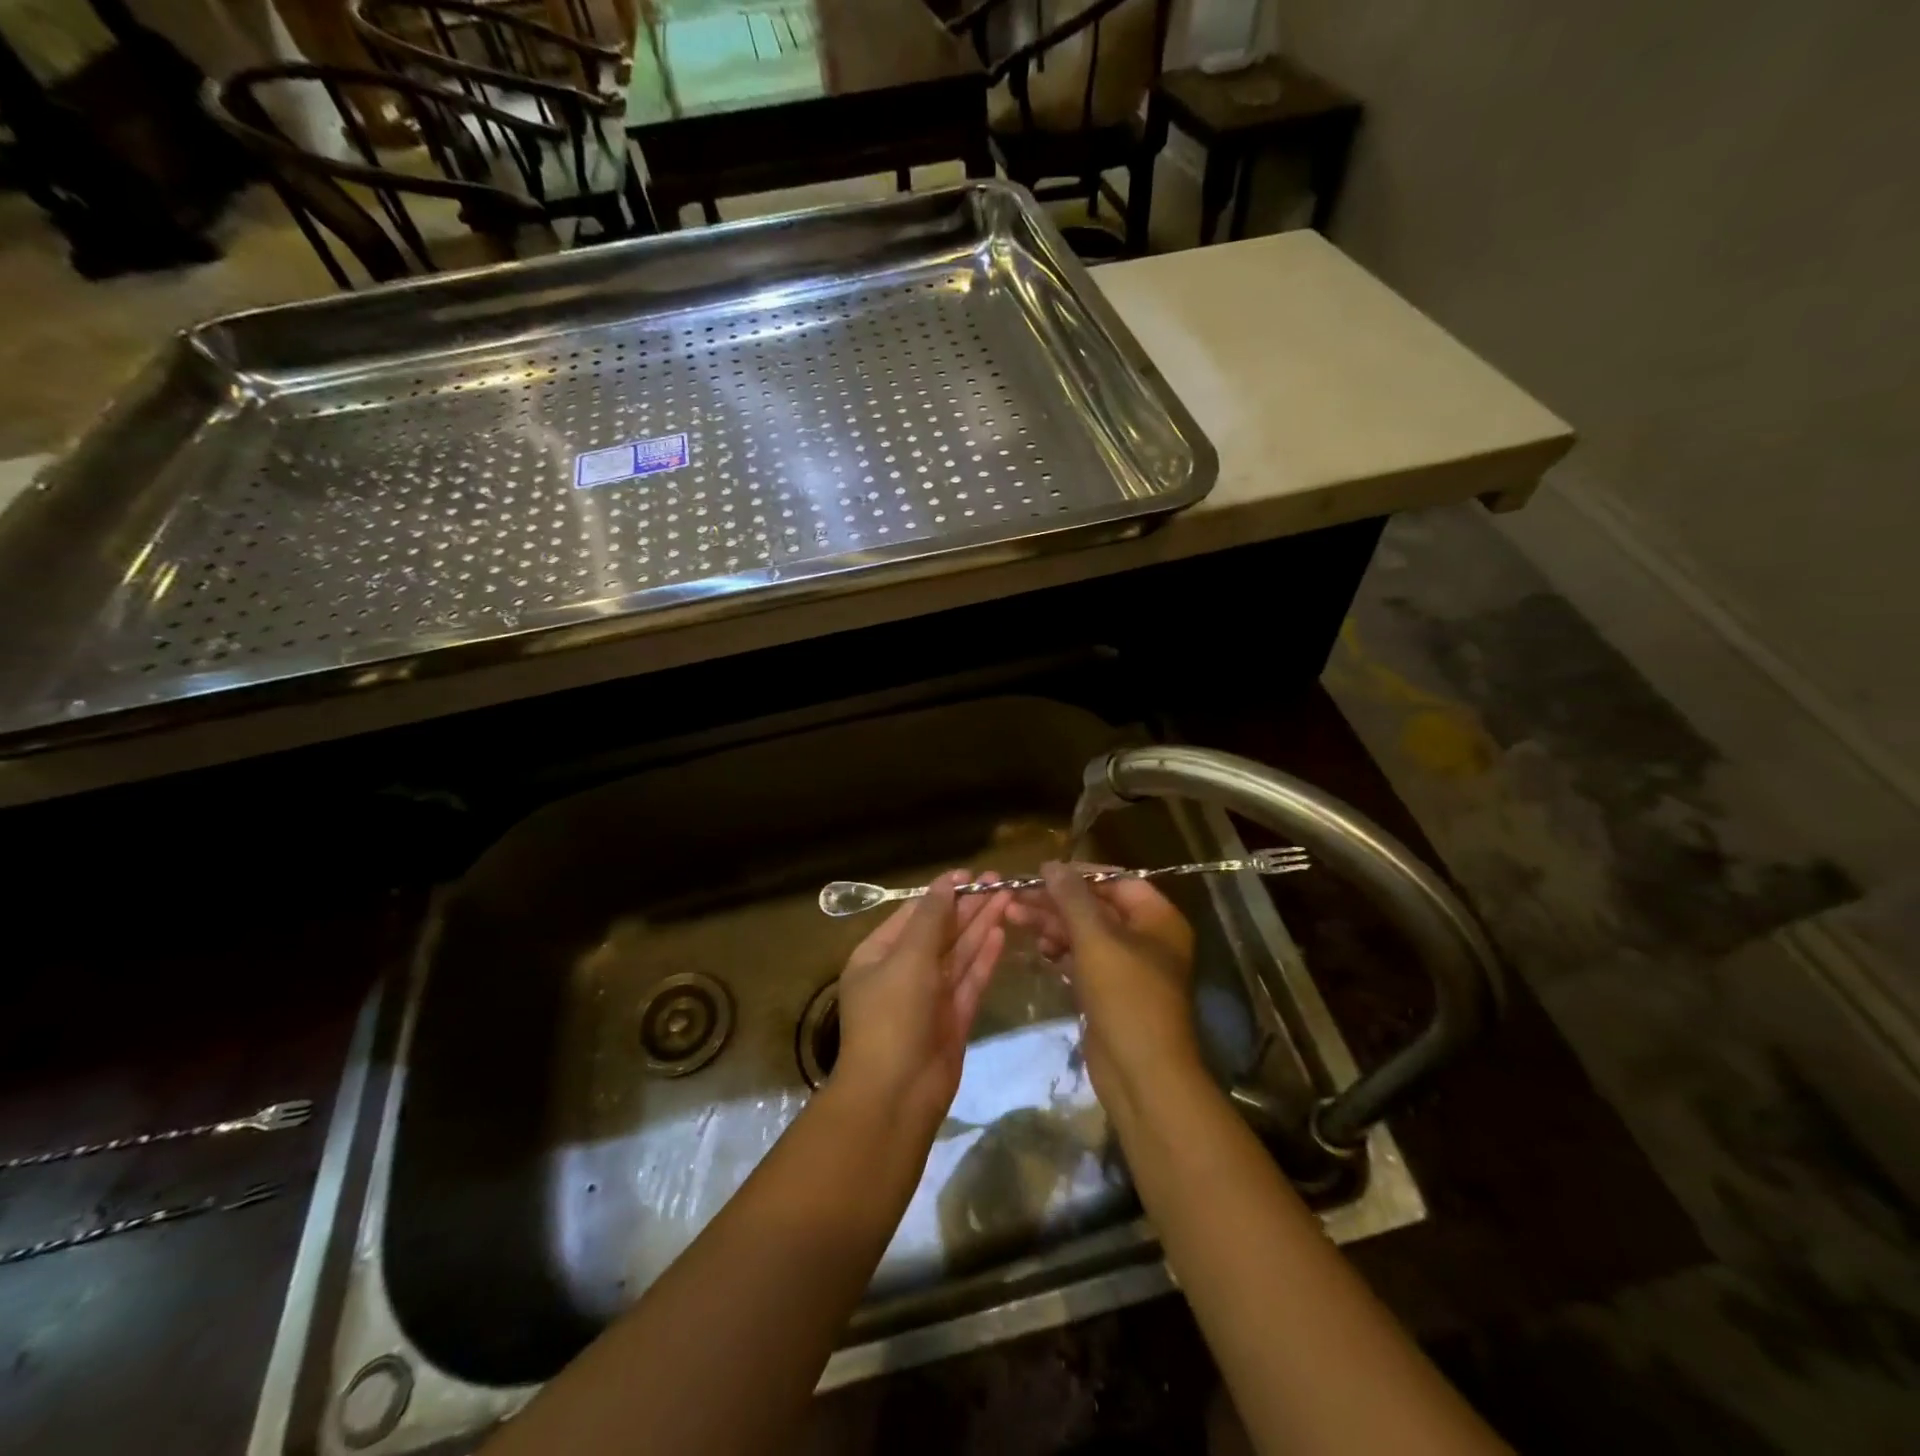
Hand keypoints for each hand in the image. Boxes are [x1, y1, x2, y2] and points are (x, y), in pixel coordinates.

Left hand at [833, 869, 1009, 1129]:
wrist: (896, 1094)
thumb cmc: (893, 1016)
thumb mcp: (908, 958)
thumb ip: (932, 919)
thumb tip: (946, 883)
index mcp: (877, 956)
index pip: (913, 915)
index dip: (942, 893)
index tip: (970, 874)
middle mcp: (903, 973)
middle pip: (940, 932)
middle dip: (967, 906)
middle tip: (999, 880)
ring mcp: (930, 997)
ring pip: (959, 953)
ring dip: (981, 926)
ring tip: (1007, 897)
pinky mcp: (953, 1018)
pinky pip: (970, 980)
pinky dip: (984, 957)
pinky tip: (1001, 932)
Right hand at [1008, 862, 1199, 1114]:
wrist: (1142, 1074)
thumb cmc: (1126, 996)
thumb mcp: (1096, 939)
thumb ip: (1072, 898)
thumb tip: (1051, 865)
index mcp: (1157, 919)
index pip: (1116, 881)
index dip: (1079, 874)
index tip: (1041, 872)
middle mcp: (1146, 938)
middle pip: (1096, 907)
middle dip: (1056, 901)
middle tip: (1015, 896)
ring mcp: (1128, 967)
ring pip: (1085, 934)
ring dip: (1052, 924)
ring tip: (1013, 917)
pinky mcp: (1110, 992)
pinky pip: (1082, 960)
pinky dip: (1060, 951)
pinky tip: (1036, 947)